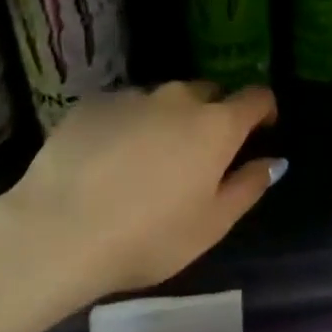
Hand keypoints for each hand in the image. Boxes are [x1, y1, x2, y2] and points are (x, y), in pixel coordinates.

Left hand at [0, 82, 282, 308]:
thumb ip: (248, 186)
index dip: (263, 109)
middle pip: (207, 94)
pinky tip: (106, 159)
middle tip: (197, 155)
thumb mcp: (211, 225)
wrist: (58, 230)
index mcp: (216, 126)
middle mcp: (178, 98)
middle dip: (211, 116)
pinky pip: (123, 107)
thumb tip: (273, 161)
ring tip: (146, 161)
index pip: (255, 97)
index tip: (261, 127)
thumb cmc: (148, 236)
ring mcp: (132, 96)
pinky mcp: (92, 103)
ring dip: (166, 120)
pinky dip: (126, 124)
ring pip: (162, 100)